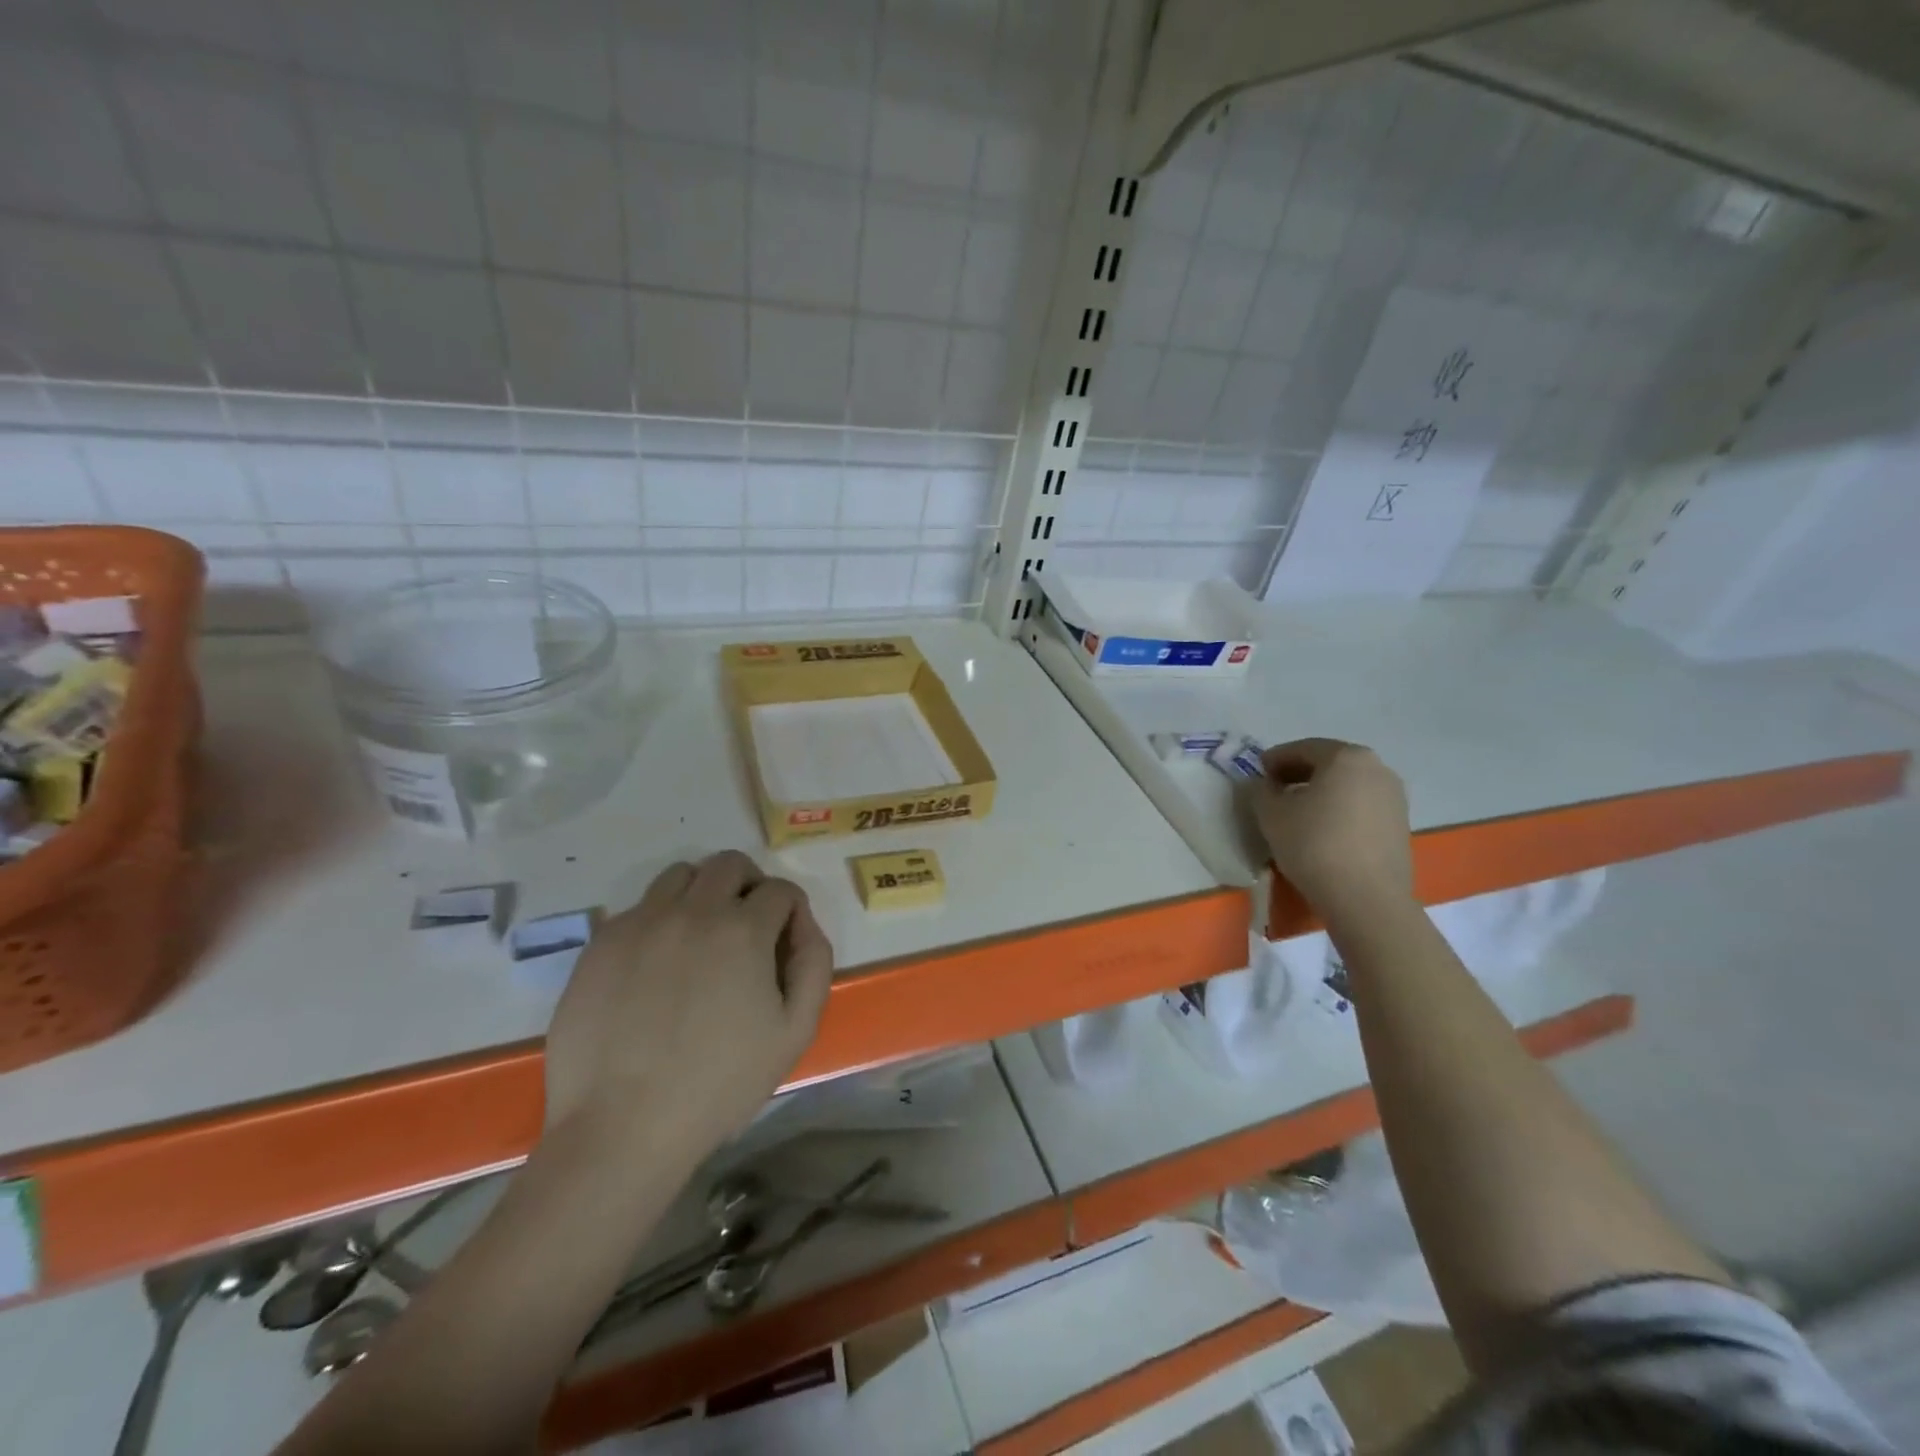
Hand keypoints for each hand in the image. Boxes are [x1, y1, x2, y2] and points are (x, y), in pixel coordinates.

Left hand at [543, 851, 834, 1158]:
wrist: (620, 1128)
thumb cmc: (719, 1083)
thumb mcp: (795, 1031)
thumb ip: (813, 964)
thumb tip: (802, 924)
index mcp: (743, 929)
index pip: (780, 890)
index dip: (790, 913)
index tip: (784, 944)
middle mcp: (692, 910)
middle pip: (729, 864)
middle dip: (749, 886)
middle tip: (746, 929)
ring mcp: (641, 922)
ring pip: (681, 875)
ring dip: (702, 894)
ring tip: (699, 940)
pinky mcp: (601, 943)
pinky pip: (639, 909)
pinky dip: (659, 922)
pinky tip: (656, 968)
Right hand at [1253, 738, 1414, 918]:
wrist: (1365, 898)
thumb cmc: (1313, 845)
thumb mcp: (1271, 814)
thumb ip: (1261, 790)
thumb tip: (1264, 785)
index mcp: (1346, 757)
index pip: (1303, 748)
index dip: (1275, 759)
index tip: (1258, 772)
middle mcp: (1377, 768)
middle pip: (1330, 763)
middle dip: (1299, 773)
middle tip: (1274, 788)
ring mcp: (1394, 796)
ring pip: (1348, 785)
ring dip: (1321, 791)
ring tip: (1297, 811)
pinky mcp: (1400, 824)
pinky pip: (1361, 805)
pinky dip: (1339, 808)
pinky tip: (1322, 829)